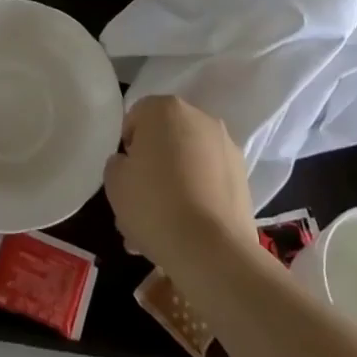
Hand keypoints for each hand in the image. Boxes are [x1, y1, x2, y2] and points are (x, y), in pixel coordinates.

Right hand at [103, 95, 254, 272]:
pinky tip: (186, 228)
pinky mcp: (242, 176)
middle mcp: (198, 117)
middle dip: (152, 168)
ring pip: (188, 162)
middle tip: (140, 205)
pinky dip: (197, 196)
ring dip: (174, 184)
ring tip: (161, 227)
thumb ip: (117, 163)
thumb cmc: (154, 204)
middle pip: (165, 140)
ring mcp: (224, 146)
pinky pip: (208, 180)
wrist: (211, 248)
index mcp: (165, 108)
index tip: (125, 177)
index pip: (136, 118)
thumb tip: (130, 164)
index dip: (127, 149)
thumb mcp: (114, 182)